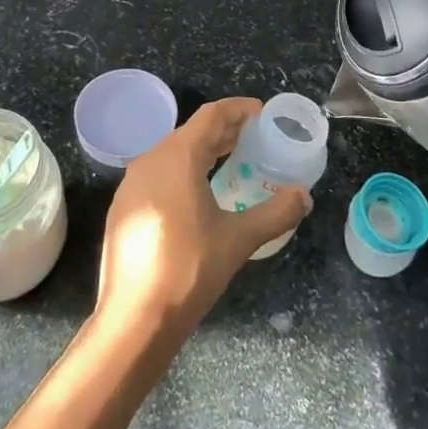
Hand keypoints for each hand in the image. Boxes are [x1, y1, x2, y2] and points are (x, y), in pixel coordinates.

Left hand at [94, 97, 311, 344]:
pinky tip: (198, 194)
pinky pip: (159, 174)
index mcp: (176, 157)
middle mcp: (150, 160)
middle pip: (192, 132)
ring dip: (204, 151)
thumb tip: (303, 195)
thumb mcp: (239, 240)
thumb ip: (275, 212)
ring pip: (173, 153)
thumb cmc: (188, 270)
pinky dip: (183, 171)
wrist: (134, 318)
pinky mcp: (124, 207)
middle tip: (256, 138)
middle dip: (225, 131)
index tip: (263, 113)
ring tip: (232, 161)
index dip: (239, 109)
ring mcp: (131, 184)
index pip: (211, 116)